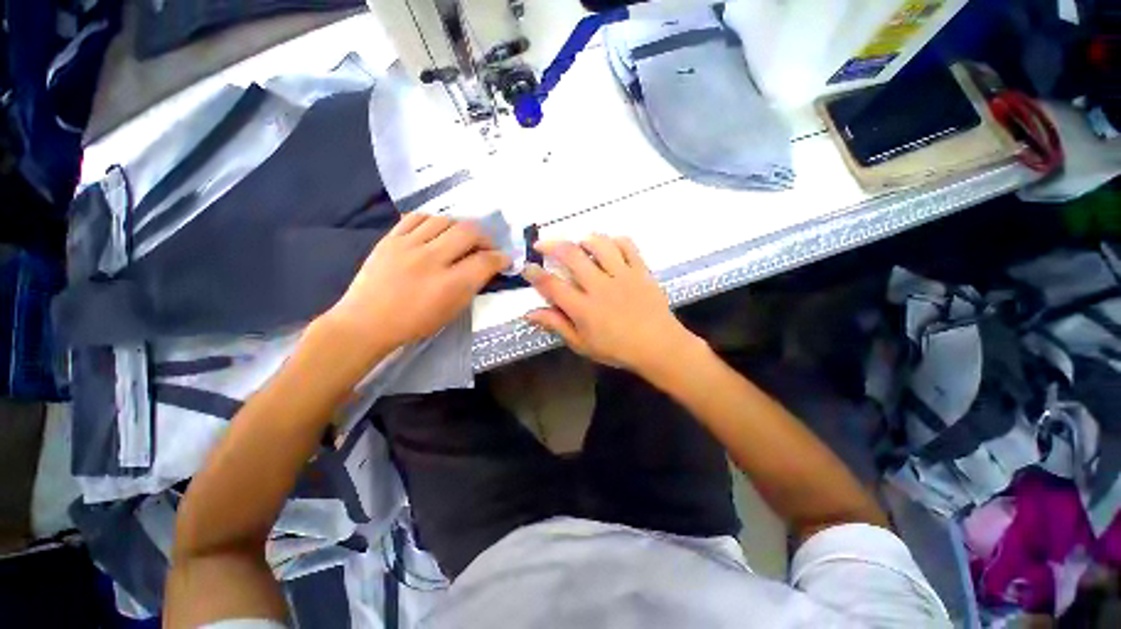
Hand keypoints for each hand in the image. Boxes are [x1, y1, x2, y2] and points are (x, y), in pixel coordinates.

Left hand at [324, 213, 508, 353]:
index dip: (501, 258)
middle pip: (469, 232)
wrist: (367, 322)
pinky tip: (437, 231)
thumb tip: (486, 267)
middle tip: (486, 247)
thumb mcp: (452, 311)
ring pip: (445, 220)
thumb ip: (472, 286)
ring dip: (461, 227)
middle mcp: (431, 260)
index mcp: (450, 285)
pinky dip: (434, 221)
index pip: (486, 261)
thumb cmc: (415, 323)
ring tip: (462, 238)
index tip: (504, 259)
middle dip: (485, 238)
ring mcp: (408, 246)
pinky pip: (417, 217)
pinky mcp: (390, 238)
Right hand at [523, 235, 697, 373]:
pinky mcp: (640, 270)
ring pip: (600, 244)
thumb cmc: (618, 349)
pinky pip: (627, 245)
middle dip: (551, 245)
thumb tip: (530, 314)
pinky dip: (615, 240)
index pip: (551, 285)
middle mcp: (600, 286)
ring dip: (583, 239)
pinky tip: (608, 245)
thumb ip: (557, 325)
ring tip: (577, 243)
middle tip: (542, 245)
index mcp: (584, 308)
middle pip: (571, 255)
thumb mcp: (582, 344)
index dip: (534, 274)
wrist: (659, 346)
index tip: (527, 267)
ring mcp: (622, 275)